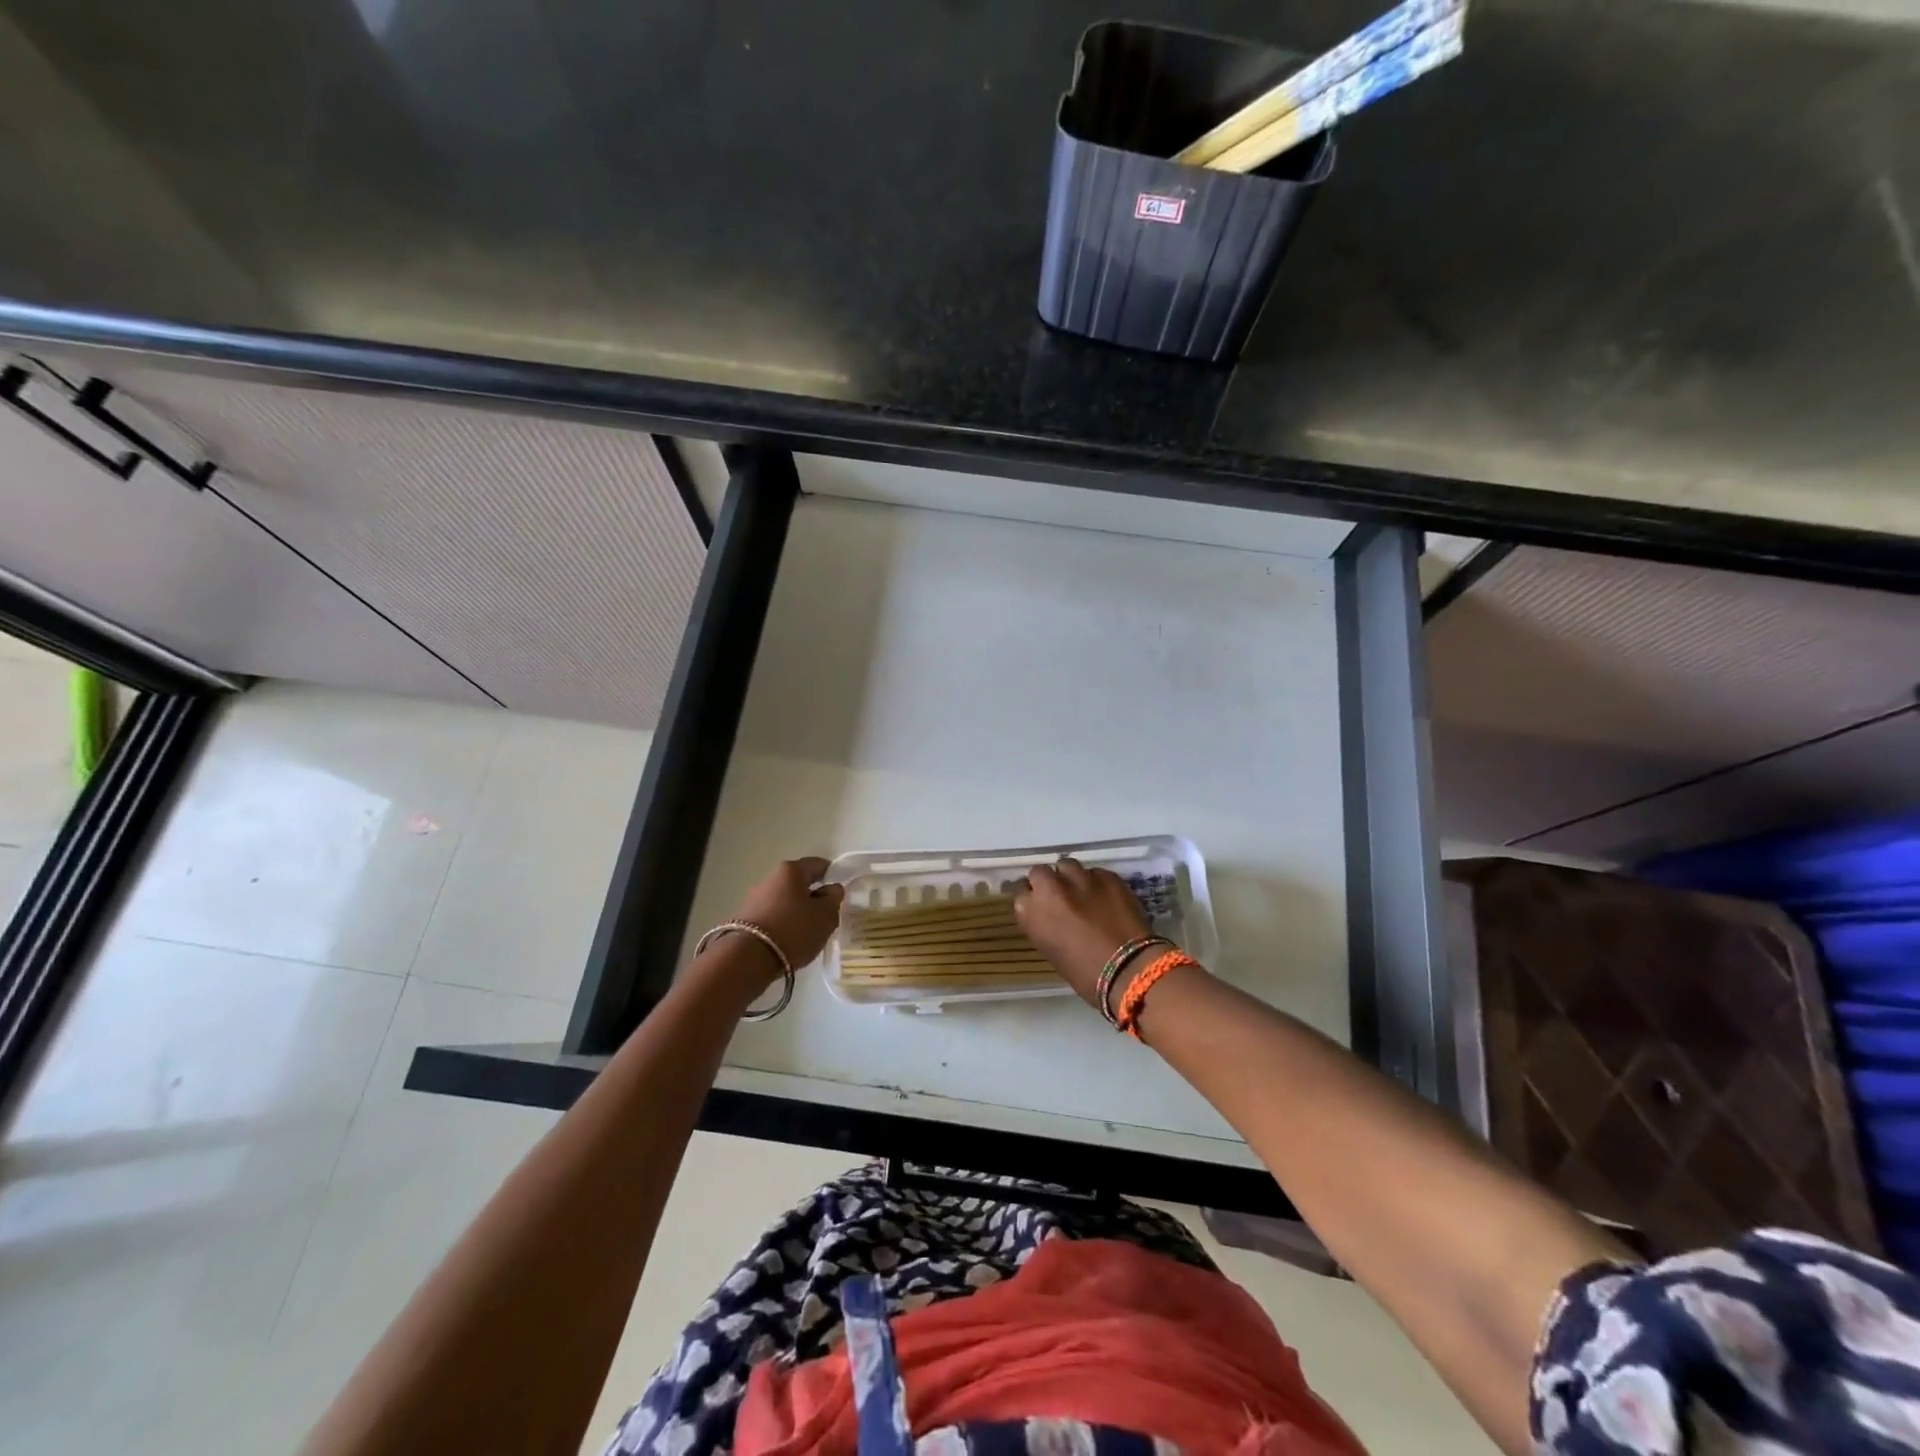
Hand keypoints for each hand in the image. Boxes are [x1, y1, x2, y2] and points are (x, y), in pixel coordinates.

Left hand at [731, 857, 845, 978]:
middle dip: (812, 895)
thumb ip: (833, 899)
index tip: (839, 890)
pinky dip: (783, 923)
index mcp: (791, 870)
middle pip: (798, 882)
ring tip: (807, 931)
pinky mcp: (745, 919)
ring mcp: (754, 899)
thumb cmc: (794, 930)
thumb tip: (831, 889)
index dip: (831, 874)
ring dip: (796, 911)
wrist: (748, 959)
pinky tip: (789, 940)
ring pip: (784, 900)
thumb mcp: (825, 916)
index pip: (817, 864)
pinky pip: (772, 916)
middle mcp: (770, 878)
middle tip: (825, 914)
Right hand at [1014, 859, 1155, 1009]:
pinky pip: (1095, 873)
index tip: (1038, 905)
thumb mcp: (1052, 951)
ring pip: (1067, 865)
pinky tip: (1106, 897)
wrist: (1129, 969)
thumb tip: (1051, 916)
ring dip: (1070, 877)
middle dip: (1047, 882)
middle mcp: (1050, 888)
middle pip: (1040, 872)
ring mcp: (1080, 878)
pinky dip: (1096, 883)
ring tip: (1082, 892)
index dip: (1031, 898)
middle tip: (1059, 896)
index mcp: (1031, 912)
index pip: (1020, 892)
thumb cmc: (1086, 975)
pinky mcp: (1106, 876)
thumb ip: (1045, 925)